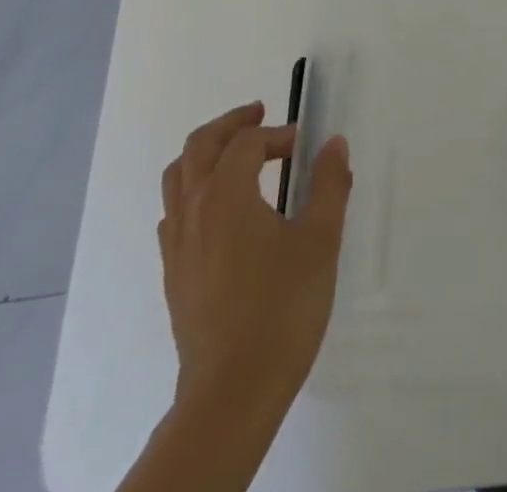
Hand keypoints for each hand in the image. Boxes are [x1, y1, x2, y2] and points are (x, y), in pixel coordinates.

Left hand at [159, 101, 353, 405]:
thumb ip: (329, 185)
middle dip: (231, 124)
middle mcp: (193, 209)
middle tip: (259, 114)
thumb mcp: (320, 241)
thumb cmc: (282, 309)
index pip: (247, 142)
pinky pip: (173, 212)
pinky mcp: (173, 273)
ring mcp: (177, 243)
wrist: (231, 392)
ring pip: (178, 176)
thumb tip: (334, 143)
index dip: (276, 134)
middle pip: (200, 145)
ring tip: (234, 154)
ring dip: (206, 153)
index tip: (303, 145)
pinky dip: (193, 191)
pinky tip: (216, 211)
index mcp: (226, 194)